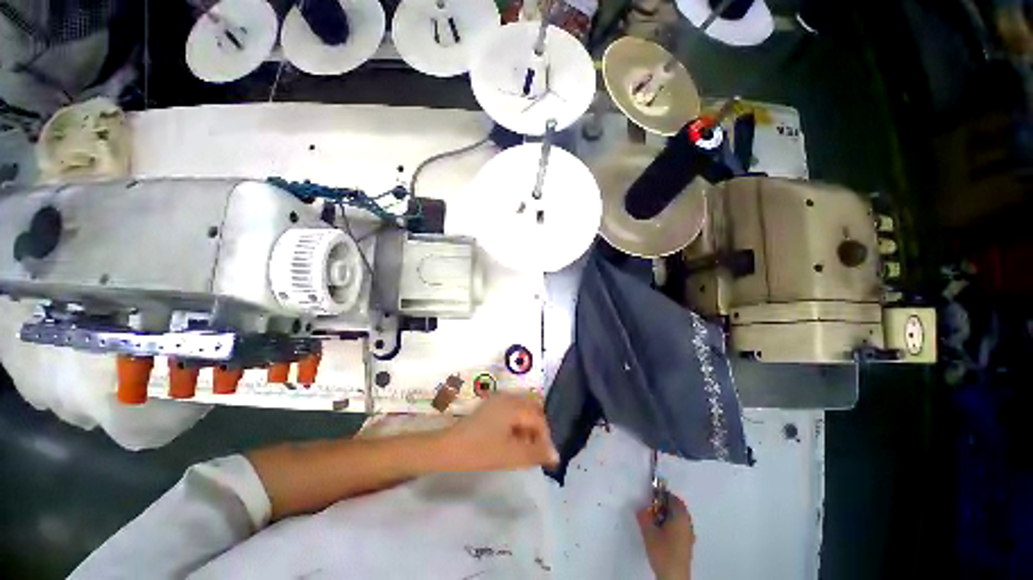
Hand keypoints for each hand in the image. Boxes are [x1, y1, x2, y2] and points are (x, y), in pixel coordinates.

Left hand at [438, 393, 559, 471]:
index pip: (539, 419)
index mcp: (513, 405)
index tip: (545, 460)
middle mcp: (508, 397)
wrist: (447, 448)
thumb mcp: (510, 455)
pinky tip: (512, 441)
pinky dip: (518, 424)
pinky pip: (513, 411)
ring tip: (524, 449)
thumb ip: (535, 453)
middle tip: (536, 452)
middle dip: (538, 431)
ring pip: (523, 410)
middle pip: (533, 410)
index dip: (545, 439)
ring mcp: (498, 400)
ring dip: (528, 428)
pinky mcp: (491, 406)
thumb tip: (555, 455)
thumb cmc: (479, 451)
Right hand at [636, 493, 694, 579]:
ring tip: (653, 523)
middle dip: (663, 506)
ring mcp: (689, 535)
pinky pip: (679, 528)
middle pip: (676, 507)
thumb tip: (641, 508)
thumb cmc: (663, 551)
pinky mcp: (687, 545)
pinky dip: (670, 526)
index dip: (661, 495)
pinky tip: (660, 535)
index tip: (650, 498)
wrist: (674, 577)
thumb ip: (644, 516)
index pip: (672, 497)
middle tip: (650, 510)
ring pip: (678, 518)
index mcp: (680, 515)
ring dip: (666, 516)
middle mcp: (687, 523)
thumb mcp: (648, 532)